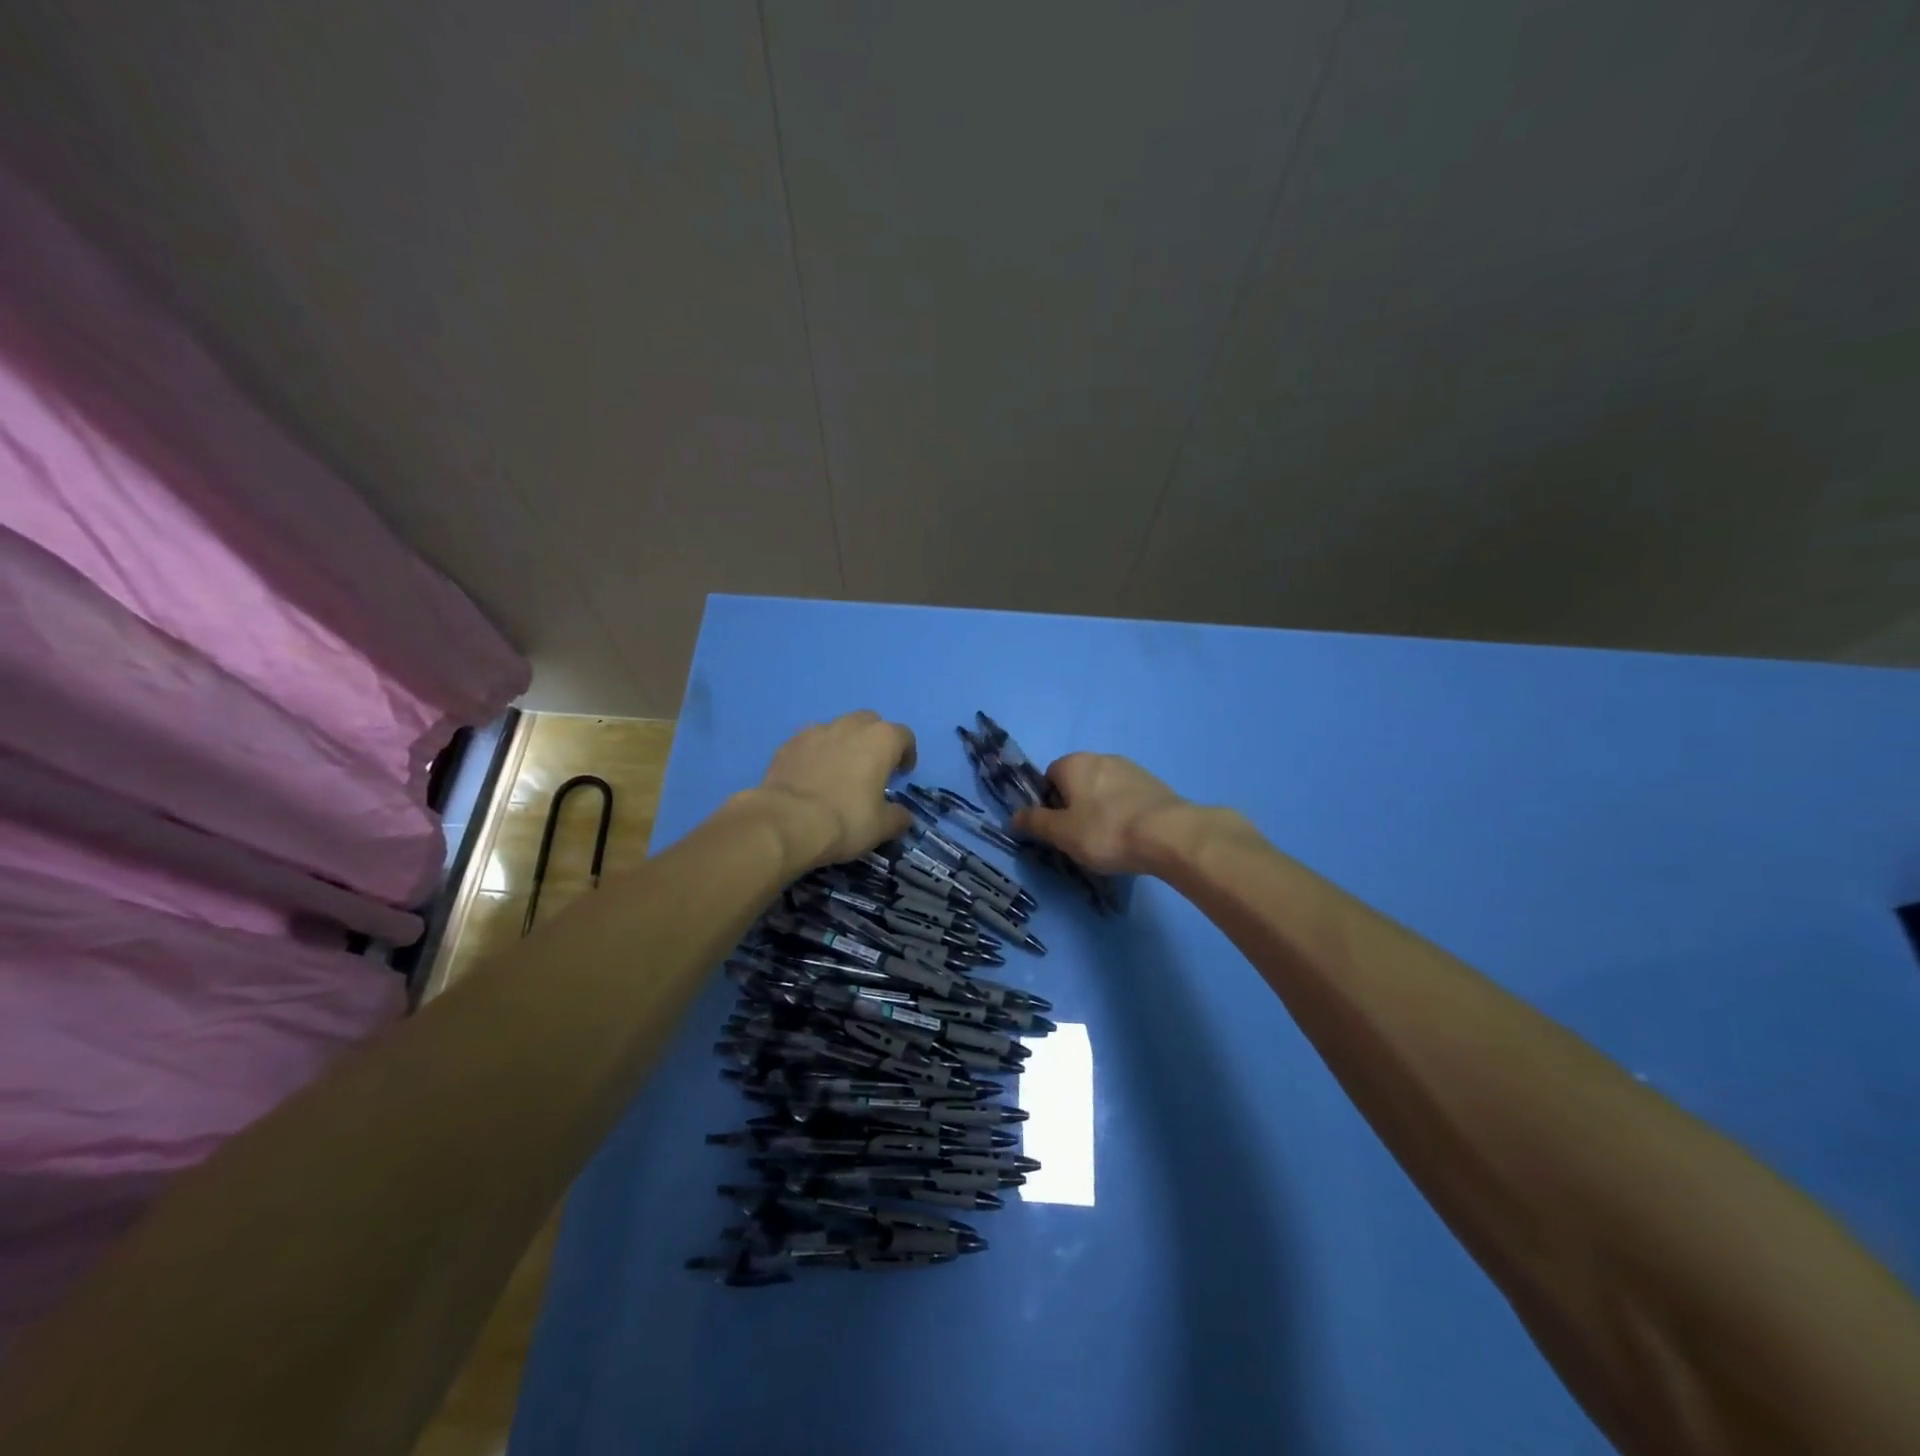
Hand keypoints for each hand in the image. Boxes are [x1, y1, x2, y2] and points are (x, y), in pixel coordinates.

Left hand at [752, 711, 916, 870]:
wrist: (787, 822)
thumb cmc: (845, 820)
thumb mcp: (881, 827)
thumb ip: (898, 817)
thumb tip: (902, 816)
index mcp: (881, 740)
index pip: (904, 736)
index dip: (906, 753)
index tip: (902, 773)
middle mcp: (850, 726)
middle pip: (870, 722)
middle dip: (874, 740)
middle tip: (872, 767)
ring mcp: (816, 731)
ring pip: (838, 728)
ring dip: (844, 743)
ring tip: (839, 770)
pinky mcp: (789, 743)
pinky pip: (810, 741)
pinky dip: (816, 752)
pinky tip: (811, 775)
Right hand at [1011, 752, 1194, 875]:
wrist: (1168, 834)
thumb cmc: (1105, 831)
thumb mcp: (1061, 833)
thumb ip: (1035, 822)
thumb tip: (1013, 816)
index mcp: (1073, 763)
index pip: (1049, 777)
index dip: (1049, 803)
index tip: (1059, 829)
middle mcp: (1101, 757)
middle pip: (1077, 782)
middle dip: (1076, 806)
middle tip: (1082, 837)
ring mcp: (1131, 768)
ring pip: (1104, 789)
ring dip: (1101, 808)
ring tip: (1110, 839)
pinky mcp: (1154, 783)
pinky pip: (1127, 797)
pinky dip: (1124, 812)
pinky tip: (1132, 835)